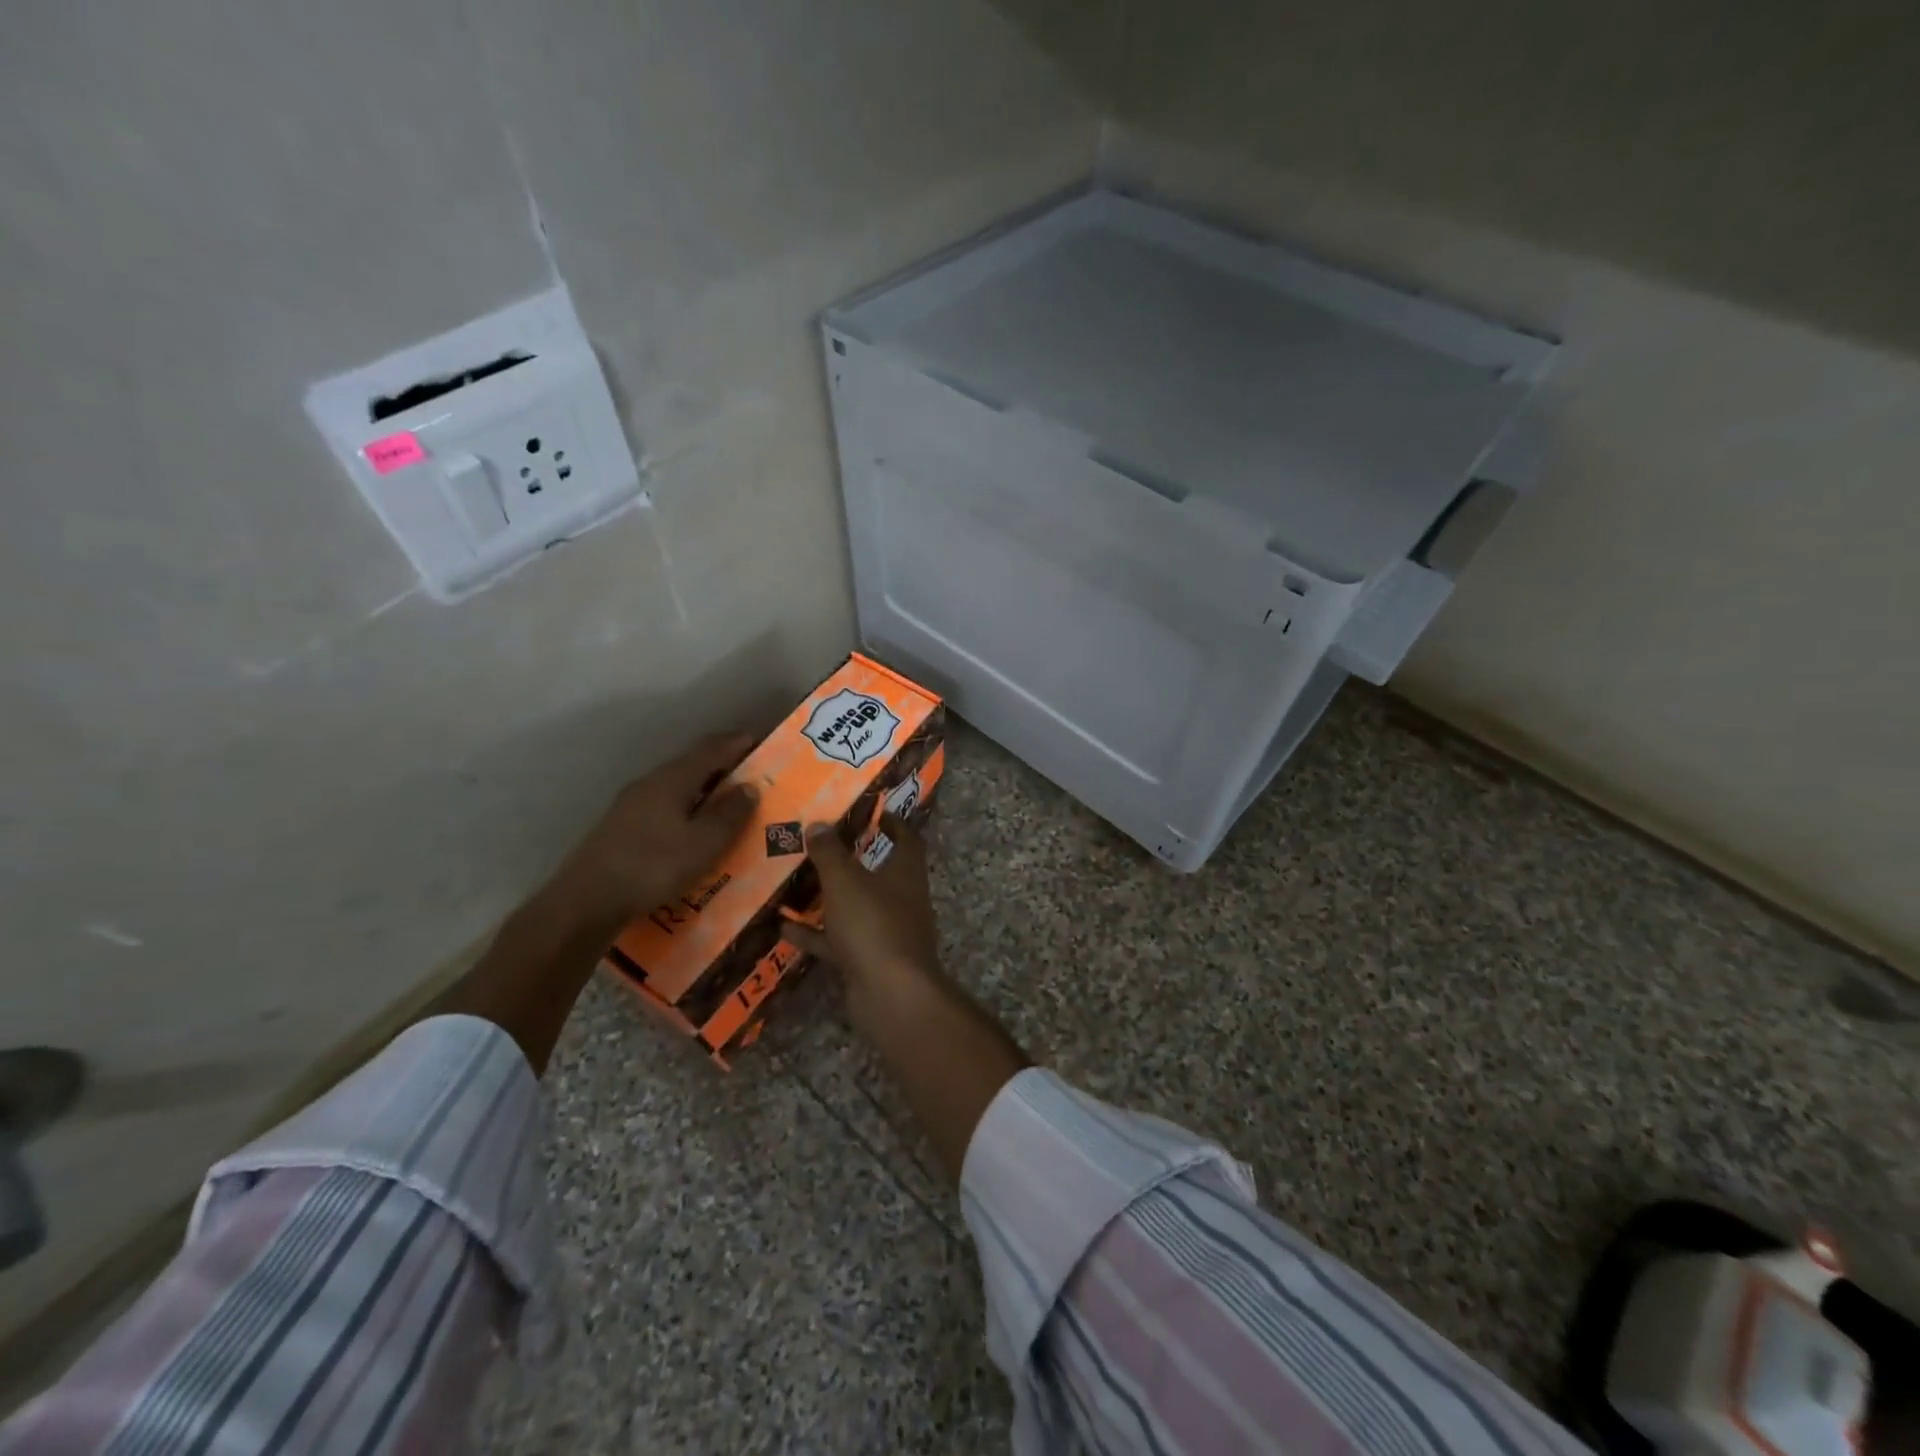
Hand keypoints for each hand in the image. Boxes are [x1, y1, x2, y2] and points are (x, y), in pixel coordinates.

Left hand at [549, 732, 758, 928]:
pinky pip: (663, 805)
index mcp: (673, 778)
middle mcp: (650, 782)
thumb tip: (749, 786)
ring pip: (675, 785)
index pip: (710, 749)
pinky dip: (685, 807)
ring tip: (724, 803)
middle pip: (691, 764)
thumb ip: (730, 813)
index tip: (759, 741)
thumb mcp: (704, 843)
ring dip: (702, 789)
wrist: (586, 900)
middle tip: (749, 775)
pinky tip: (690, 828)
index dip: (736, 743)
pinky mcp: (620, 826)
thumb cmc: (654, 866)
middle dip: (721, 766)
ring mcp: (630, 804)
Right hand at [788, 814, 941, 996]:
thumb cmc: (874, 925)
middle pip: (880, 873)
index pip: (907, 839)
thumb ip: (830, 852)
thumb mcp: (845, 881)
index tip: (872, 811)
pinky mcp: (871, 961)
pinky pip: (841, 941)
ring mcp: (888, 933)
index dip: (893, 823)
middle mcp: (903, 900)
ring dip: (830, 899)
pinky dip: (817, 935)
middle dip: (854, 860)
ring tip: (797, 884)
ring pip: (857, 908)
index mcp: (906, 873)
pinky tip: (784, 929)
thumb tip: (819, 824)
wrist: (890, 995)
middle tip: (822, 846)